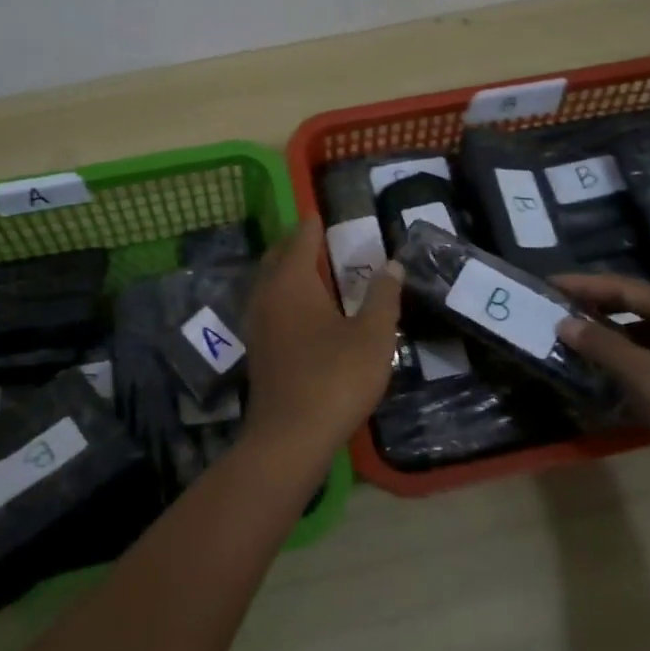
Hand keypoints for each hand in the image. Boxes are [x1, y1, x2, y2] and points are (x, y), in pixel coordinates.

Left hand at [242, 221, 402, 461]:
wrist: (289, 437)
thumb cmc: (335, 378)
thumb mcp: (373, 335)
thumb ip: (383, 296)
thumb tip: (392, 265)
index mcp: (292, 282)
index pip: (301, 239)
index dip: (313, 224)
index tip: (322, 213)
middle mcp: (267, 295)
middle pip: (278, 256)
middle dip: (295, 243)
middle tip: (318, 237)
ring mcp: (257, 324)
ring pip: (269, 283)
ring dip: (287, 270)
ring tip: (313, 271)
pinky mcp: (257, 350)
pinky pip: (269, 307)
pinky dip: (284, 296)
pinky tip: (303, 312)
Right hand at [553, 273, 649, 523]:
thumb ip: (605, 347)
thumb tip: (564, 322)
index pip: (626, 287)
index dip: (584, 285)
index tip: (547, 283)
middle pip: (636, 306)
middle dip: (595, 306)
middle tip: (554, 308)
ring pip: (645, 334)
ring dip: (610, 335)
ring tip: (571, 338)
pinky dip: (628, 360)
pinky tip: (604, 373)